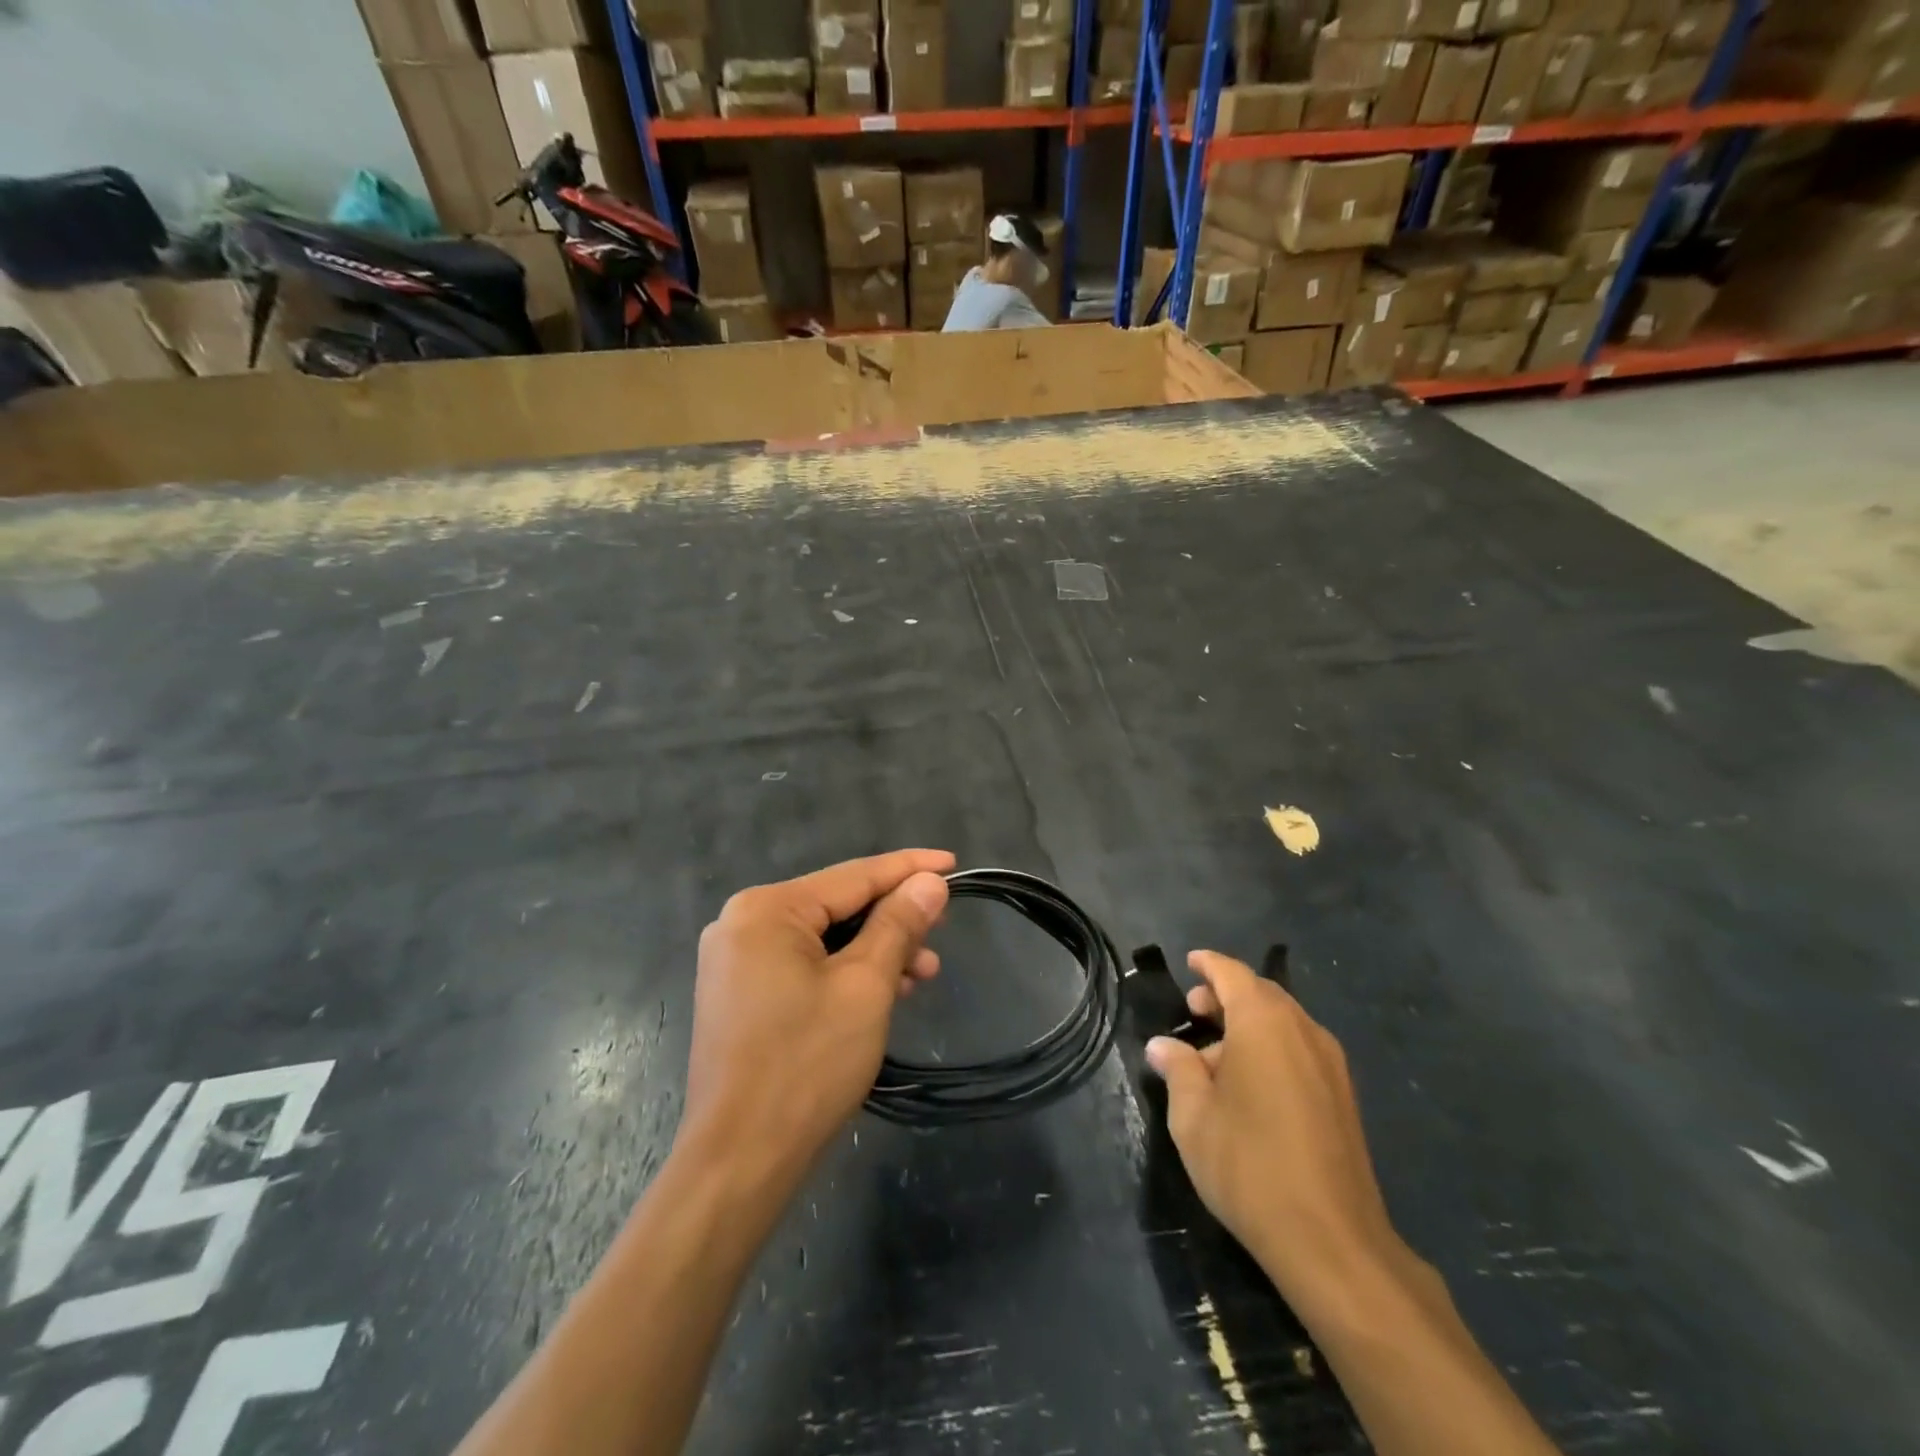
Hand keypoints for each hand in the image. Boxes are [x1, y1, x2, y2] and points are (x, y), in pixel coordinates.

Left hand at [679, 850, 953, 1191]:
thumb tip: (929, 882)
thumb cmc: (806, 1066)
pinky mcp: (740, 993)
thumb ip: (899, 925)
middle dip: (894, 919)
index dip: (908, 868)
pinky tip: (884, 990)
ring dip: (875, 951)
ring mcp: (736, 960)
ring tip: (923, 973)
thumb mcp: (865, 987)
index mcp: (766, 909)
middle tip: (942, 931)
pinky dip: (846, 972)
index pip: (853, 876)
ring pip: (824, 938)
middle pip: (837, 906)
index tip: (953, 863)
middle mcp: (743, 922)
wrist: (739, 1162)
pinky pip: (804, 964)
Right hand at [1146, 951, 1402, 1315]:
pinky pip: (1300, 1050)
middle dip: (1225, 996)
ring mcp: (1330, 1064)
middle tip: (1193, 1011)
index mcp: (1263, 1022)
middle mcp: (1303, 1030)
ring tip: (1213, 1058)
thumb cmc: (1249, 1164)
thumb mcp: (1193, 1116)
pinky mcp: (1344, 1097)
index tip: (1189, 962)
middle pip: (1261, 994)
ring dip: (1248, 1025)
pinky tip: (1249, 1085)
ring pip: (1283, 1023)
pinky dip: (1271, 1048)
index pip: (1232, 973)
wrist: (1332, 1241)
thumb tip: (1163, 1046)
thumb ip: (1177, 1069)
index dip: (1208, 965)